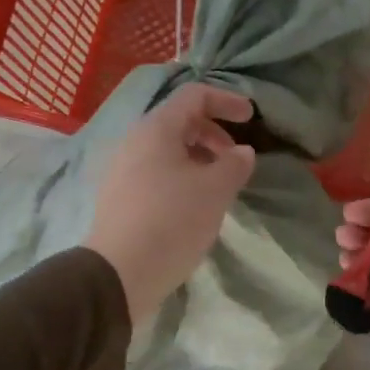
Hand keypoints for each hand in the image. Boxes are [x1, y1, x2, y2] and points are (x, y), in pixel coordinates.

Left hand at [85, 83, 257, 323]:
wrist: (119, 273)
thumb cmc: (172, 221)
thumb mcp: (215, 191)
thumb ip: (234, 164)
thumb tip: (242, 152)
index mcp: (156, 129)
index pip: (194, 96)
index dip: (226, 100)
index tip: (250, 118)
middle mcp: (134, 141)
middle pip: (179, 121)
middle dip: (213, 134)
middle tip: (235, 160)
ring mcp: (122, 170)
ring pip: (167, 150)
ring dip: (198, 158)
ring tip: (218, 186)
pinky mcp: (119, 197)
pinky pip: (155, 172)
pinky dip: (181, 177)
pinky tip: (194, 205)